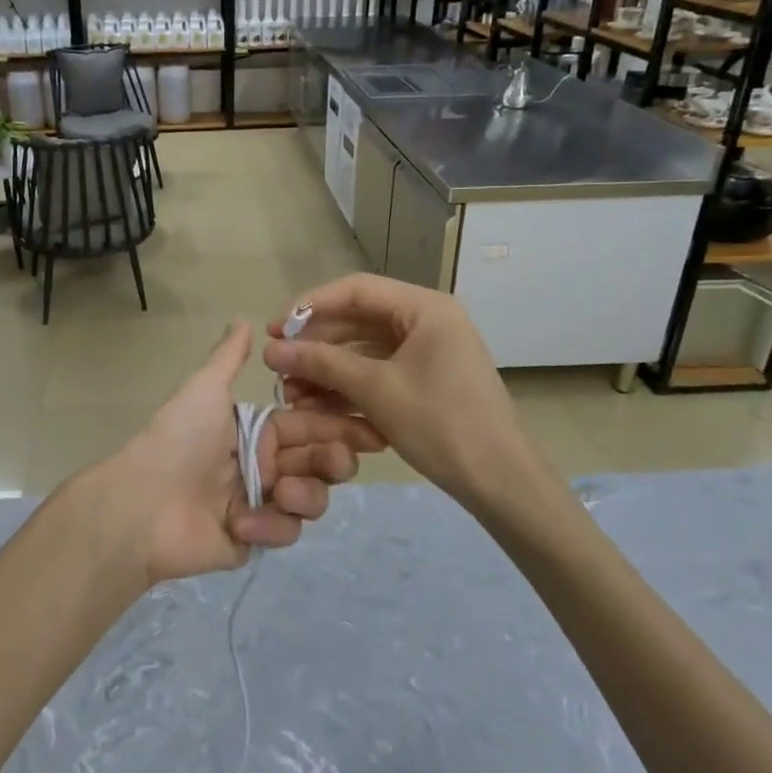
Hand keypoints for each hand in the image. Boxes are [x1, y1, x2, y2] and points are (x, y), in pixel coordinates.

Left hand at [86, 321, 385, 583]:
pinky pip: (283, 532)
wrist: (142, 504)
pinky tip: (243, 522)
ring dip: (307, 494)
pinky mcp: (253, 539)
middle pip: (319, 463)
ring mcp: (260, 504)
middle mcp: (264, 465)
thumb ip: (228, 358)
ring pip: (310, 499)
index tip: (374, 426)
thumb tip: (243, 319)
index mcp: (257, 431)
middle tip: (340, 460)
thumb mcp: (205, 390)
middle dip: (335, 460)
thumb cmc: (178, 440)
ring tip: (283, 491)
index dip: (341, 424)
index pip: (310, 424)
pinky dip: (270, 526)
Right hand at [262, 274, 574, 545]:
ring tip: (291, 394)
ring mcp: (427, 352)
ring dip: (327, 370)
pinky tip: (318, 407)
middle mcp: (427, 321)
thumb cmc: (442, 424)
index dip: (309, 306)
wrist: (501, 482)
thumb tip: (271, 351)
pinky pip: (378, 372)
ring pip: (364, 350)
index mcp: (425, 308)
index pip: (355, 290)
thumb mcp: (376, 390)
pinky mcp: (425, 380)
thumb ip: (322, 364)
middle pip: (357, 320)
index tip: (274, 329)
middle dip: (315, 345)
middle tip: (277, 366)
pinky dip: (348, 387)